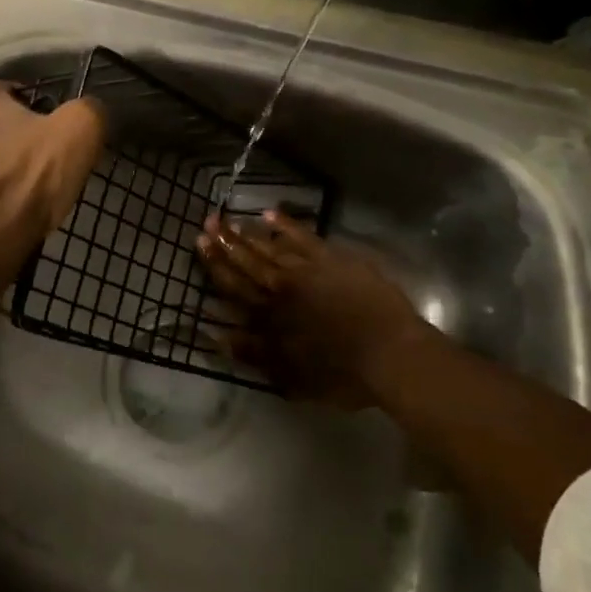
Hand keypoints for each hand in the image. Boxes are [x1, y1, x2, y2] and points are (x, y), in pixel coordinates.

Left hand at [0, 81, 104, 241]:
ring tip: (26, 187)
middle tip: (44, 160)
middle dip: (16, 136)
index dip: (41, 112)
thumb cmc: (32, 176)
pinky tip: (7, 206)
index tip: (56, 135)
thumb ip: (88, 109)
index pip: (15, 92)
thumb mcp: (79, 131)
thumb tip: (88, 110)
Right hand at [197, 210, 446, 406]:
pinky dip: (287, 225)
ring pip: (271, 247)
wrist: (390, 354)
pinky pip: (304, 237)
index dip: (215, 264)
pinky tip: (271, 214)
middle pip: (248, 261)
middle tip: (209, 221)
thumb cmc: (342, 374)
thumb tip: (218, 336)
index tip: (200, 243)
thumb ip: (254, 354)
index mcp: (270, 316)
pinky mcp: (333, 260)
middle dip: (226, 242)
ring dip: (249, 233)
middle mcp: (283, 288)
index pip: (235, 286)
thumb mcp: (292, 377)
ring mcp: (308, 270)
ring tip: (230, 218)